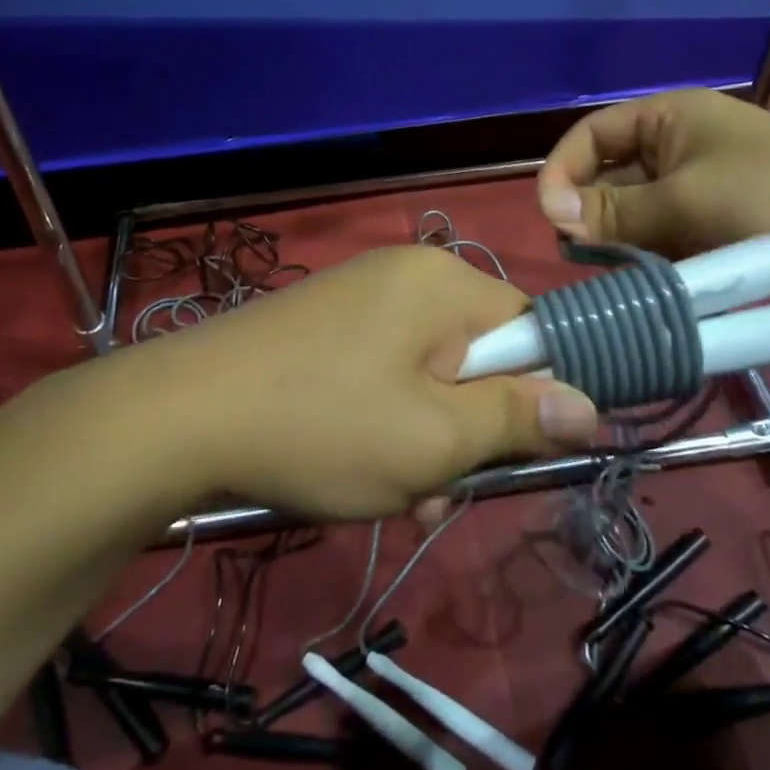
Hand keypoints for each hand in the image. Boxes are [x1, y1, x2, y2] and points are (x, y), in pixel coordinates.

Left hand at [144, 247, 598, 519]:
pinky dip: (384, 421)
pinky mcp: (325, 325)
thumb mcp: (435, 438)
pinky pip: (384, 372)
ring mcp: (359, 297)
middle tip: (439, 488)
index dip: (530, 393)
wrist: (180, 416)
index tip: (510, 450)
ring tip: (395, 494)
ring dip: (425, 439)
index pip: (528, 328)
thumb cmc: (323, 425)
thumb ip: (518, 418)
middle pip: (475, 356)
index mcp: (442, 282)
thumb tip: (589, 406)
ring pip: (427, 374)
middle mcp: (405, 275)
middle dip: (467, 428)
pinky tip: (357, 469)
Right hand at [535, 89, 769, 306]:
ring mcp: (698, 185)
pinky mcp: (715, 221)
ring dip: (620, 239)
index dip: (562, 170)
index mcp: (667, 118)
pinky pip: (664, 234)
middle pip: (610, 176)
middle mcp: (677, 145)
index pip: (592, 134)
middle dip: (591, 212)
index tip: (549, 216)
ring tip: (613, 272)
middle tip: (581, 254)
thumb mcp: (683, 201)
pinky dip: (649, 255)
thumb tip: (553, 215)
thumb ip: (614, 211)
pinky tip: (645, 280)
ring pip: (635, 211)